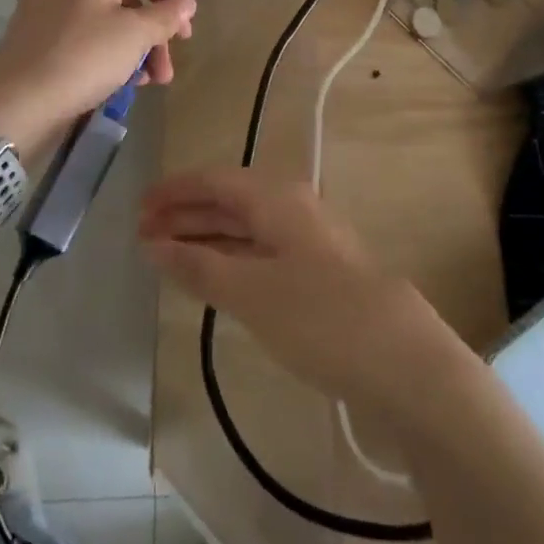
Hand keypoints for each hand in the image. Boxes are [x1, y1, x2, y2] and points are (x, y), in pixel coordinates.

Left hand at [0, 0, 195, 159]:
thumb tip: (188, 3)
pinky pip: (80, 26)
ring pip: (103, 13)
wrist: (17, 99)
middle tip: (164, 71)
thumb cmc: (84, 57)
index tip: (185, 38)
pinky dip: (102, 45)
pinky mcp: (33, 22)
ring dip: (130, 44)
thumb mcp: (135, 36)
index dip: (174, 2)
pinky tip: (114, 78)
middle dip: (152, 33)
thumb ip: (166, 17)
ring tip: (143, 82)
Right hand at [139, 169, 455, 411]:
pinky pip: (260, 252)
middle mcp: (292, 208)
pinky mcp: (318, 272)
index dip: (174, 192)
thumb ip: (199, 267)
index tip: (138, 209)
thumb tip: (154, 245)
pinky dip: (230, 259)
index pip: (214, 181)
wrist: (405, 361)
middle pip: (229, 202)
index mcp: (276, 198)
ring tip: (167, 256)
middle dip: (185, 215)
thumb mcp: (251, 292)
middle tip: (143, 235)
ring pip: (245, 228)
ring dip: (205, 238)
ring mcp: (308, 240)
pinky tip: (213, 278)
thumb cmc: (320, 317)